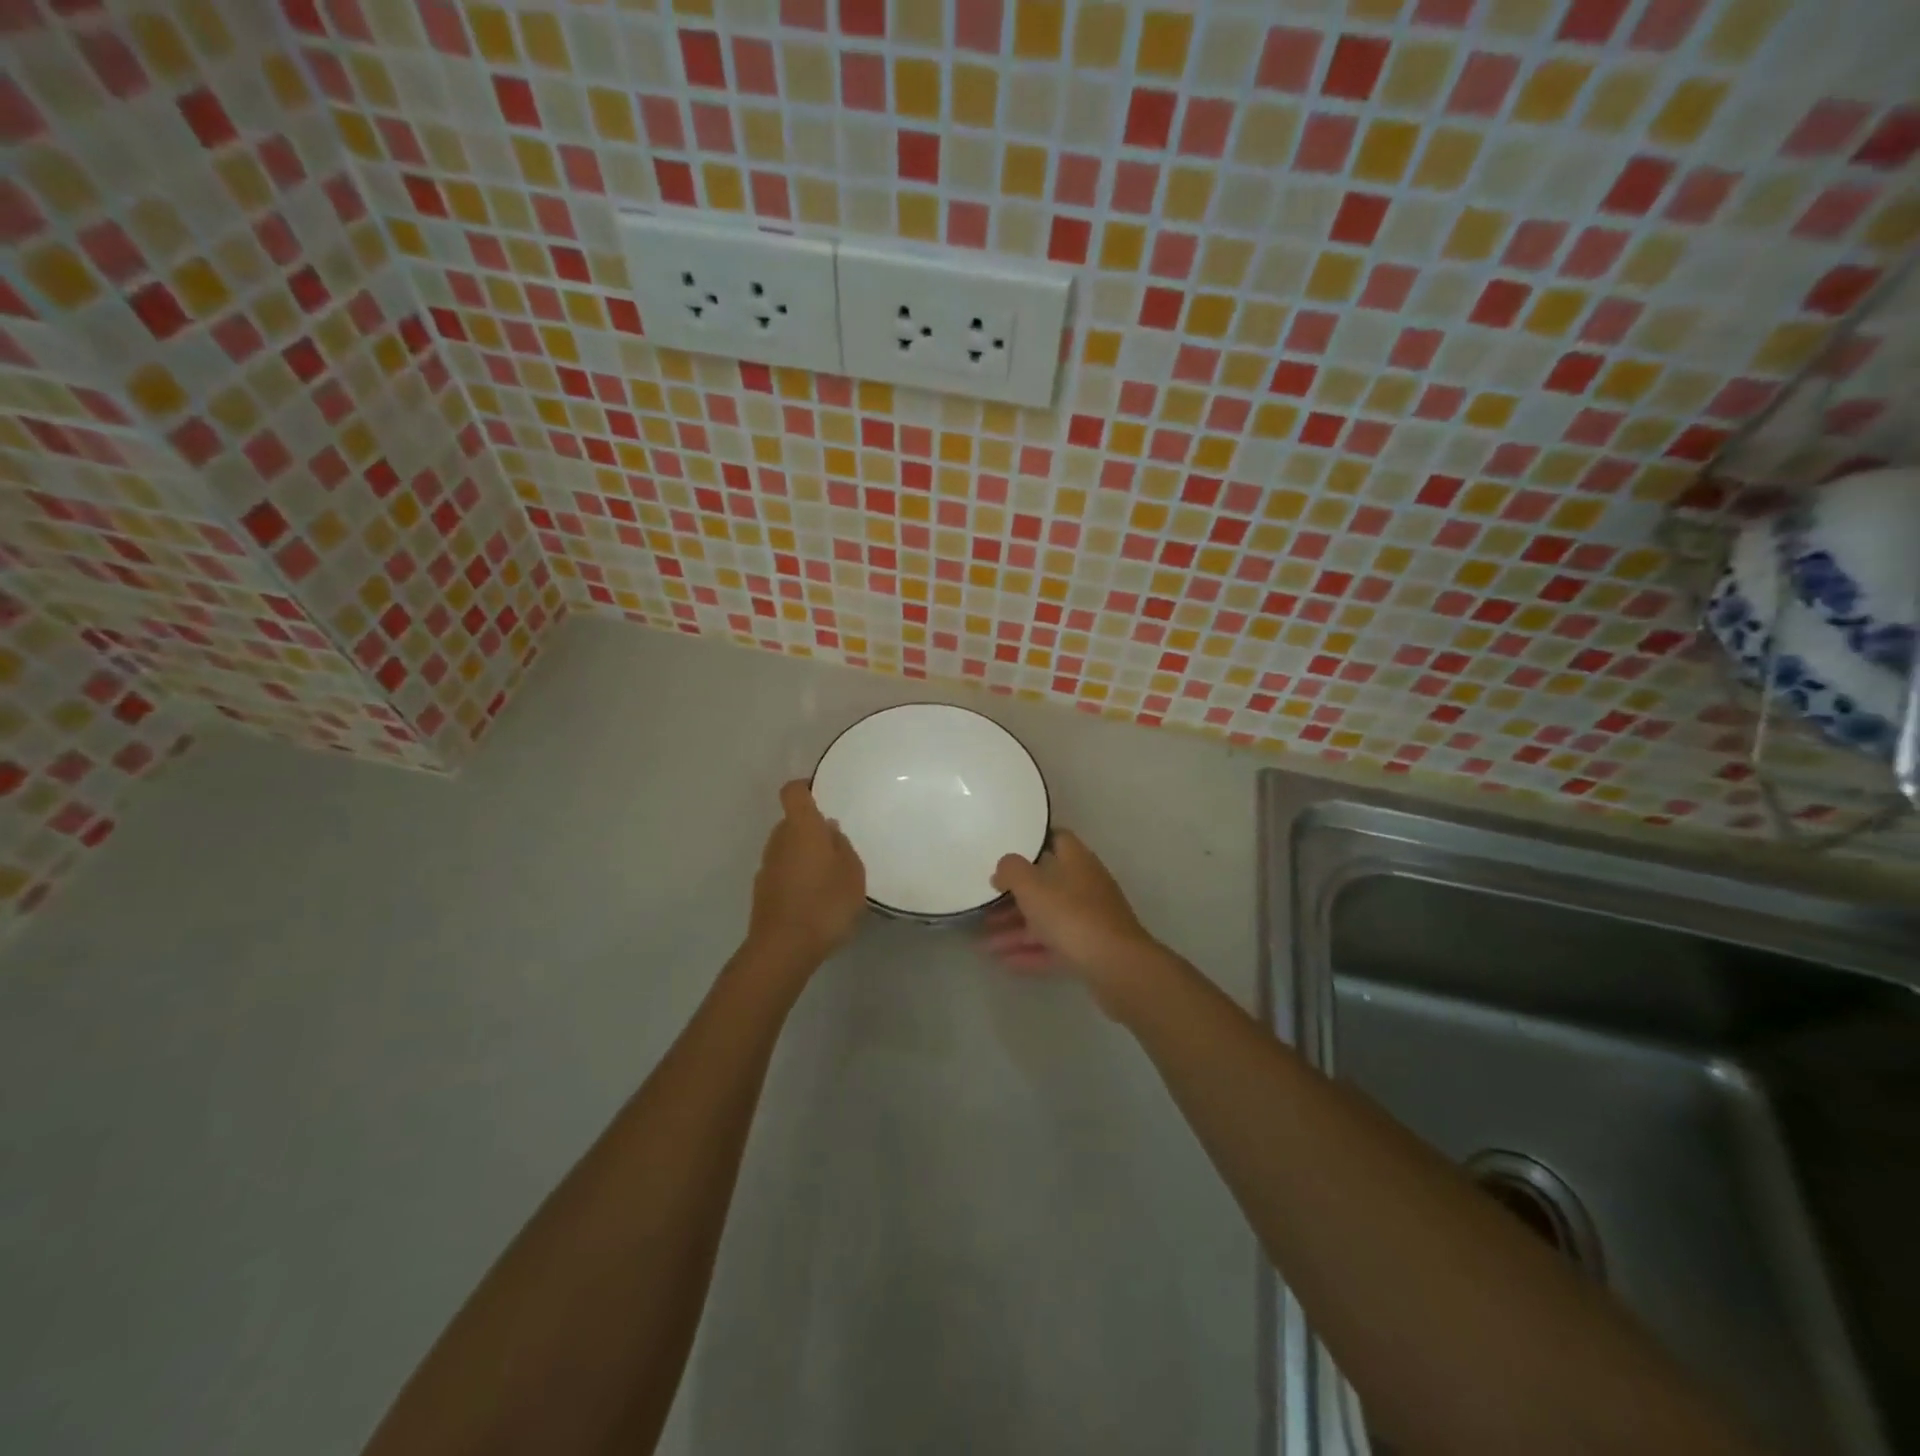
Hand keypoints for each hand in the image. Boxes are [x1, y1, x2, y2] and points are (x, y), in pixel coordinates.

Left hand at [745, 780, 866, 968]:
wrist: (783, 948)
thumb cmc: (825, 902)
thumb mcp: (852, 873)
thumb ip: (842, 846)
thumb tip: (829, 830)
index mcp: (802, 827)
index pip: (794, 792)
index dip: (806, 788)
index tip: (821, 793)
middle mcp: (778, 840)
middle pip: (791, 822)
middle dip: (811, 829)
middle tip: (836, 846)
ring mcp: (766, 867)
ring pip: (786, 848)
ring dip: (804, 855)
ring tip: (829, 877)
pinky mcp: (762, 892)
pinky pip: (782, 872)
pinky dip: (796, 878)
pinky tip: (814, 899)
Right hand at [983, 831, 1165, 1001]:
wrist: (1117, 967)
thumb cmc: (1072, 916)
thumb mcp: (1033, 886)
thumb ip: (1012, 870)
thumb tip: (1003, 867)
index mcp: (1077, 861)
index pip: (1057, 839)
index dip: (1032, 842)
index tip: (1006, 850)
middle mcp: (1086, 886)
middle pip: (1046, 885)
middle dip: (1014, 898)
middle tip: (986, 906)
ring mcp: (1090, 919)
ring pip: (1047, 919)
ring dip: (1016, 930)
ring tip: (985, 944)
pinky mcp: (1090, 949)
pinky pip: (1054, 946)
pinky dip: (1030, 951)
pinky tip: (1004, 962)